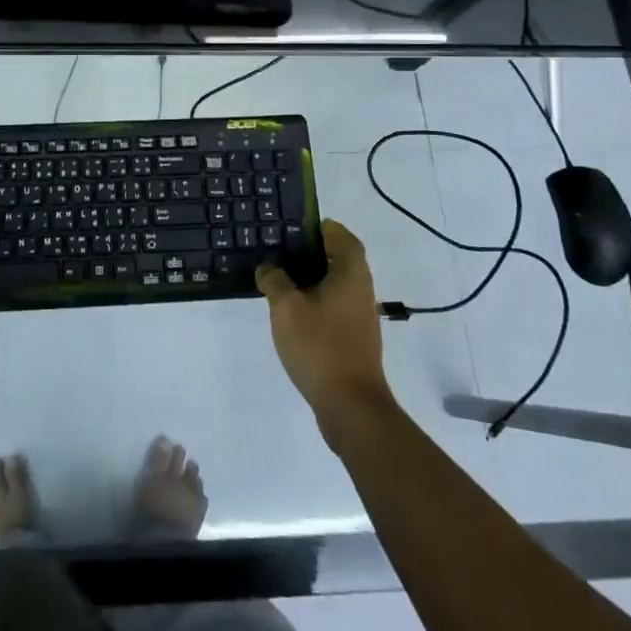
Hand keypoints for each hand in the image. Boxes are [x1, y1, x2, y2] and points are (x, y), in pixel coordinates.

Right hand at [257, 219, 393, 428]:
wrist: (350, 405)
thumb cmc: (320, 346)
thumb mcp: (286, 307)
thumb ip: (275, 280)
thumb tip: (269, 268)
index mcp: (351, 273)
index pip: (341, 236)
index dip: (320, 227)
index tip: (293, 226)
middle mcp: (361, 289)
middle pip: (338, 258)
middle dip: (310, 252)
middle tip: (278, 249)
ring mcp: (359, 316)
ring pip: (334, 284)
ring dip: (310, 278)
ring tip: (277, 277)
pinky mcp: (353, 338)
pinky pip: (333, 306)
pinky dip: (314, 300)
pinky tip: (289, 310)